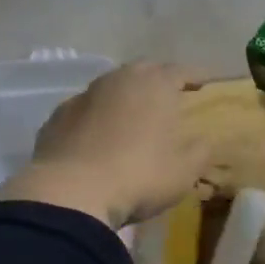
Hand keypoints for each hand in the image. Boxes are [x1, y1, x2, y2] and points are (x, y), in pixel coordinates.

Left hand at [0, 62, 210, 227]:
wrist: (71, 193)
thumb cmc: (140, 175)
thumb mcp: (185, 170)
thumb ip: (200, 150)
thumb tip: (202, 140)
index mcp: (156, 84)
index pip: (182, 71)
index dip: (197, 76)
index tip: (207, 83)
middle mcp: (119, 79)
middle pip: (144, 71)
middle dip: (160, 80)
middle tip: (171, 96)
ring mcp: (84, 95)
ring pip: (112, 87)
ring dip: (126, 96)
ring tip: (135, 114)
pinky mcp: (57, 117)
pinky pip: (86, 109)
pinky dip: (98, 116)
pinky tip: (100, 135)